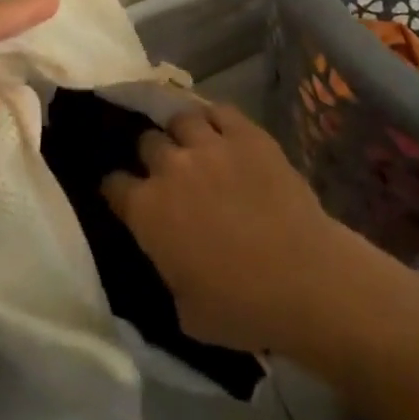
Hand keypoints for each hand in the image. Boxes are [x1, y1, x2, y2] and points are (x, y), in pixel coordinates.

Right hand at [103, 103, 352, 353]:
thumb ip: (165, 269)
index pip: (113, 185)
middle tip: (166, 172)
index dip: (117, 190)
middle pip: (147, 142)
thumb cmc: (241, 308)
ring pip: (181, 118)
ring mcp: (211, 144)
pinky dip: (216, 119)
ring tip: (193, 144)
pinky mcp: (248, 134)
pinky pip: (221, 111)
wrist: (305, 279)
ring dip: (181, 132)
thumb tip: (167, 254)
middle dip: (151, 156)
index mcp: (147, 211)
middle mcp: (171, 167)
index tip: (125, 197)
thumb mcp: (183, 309)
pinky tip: (221, 132)